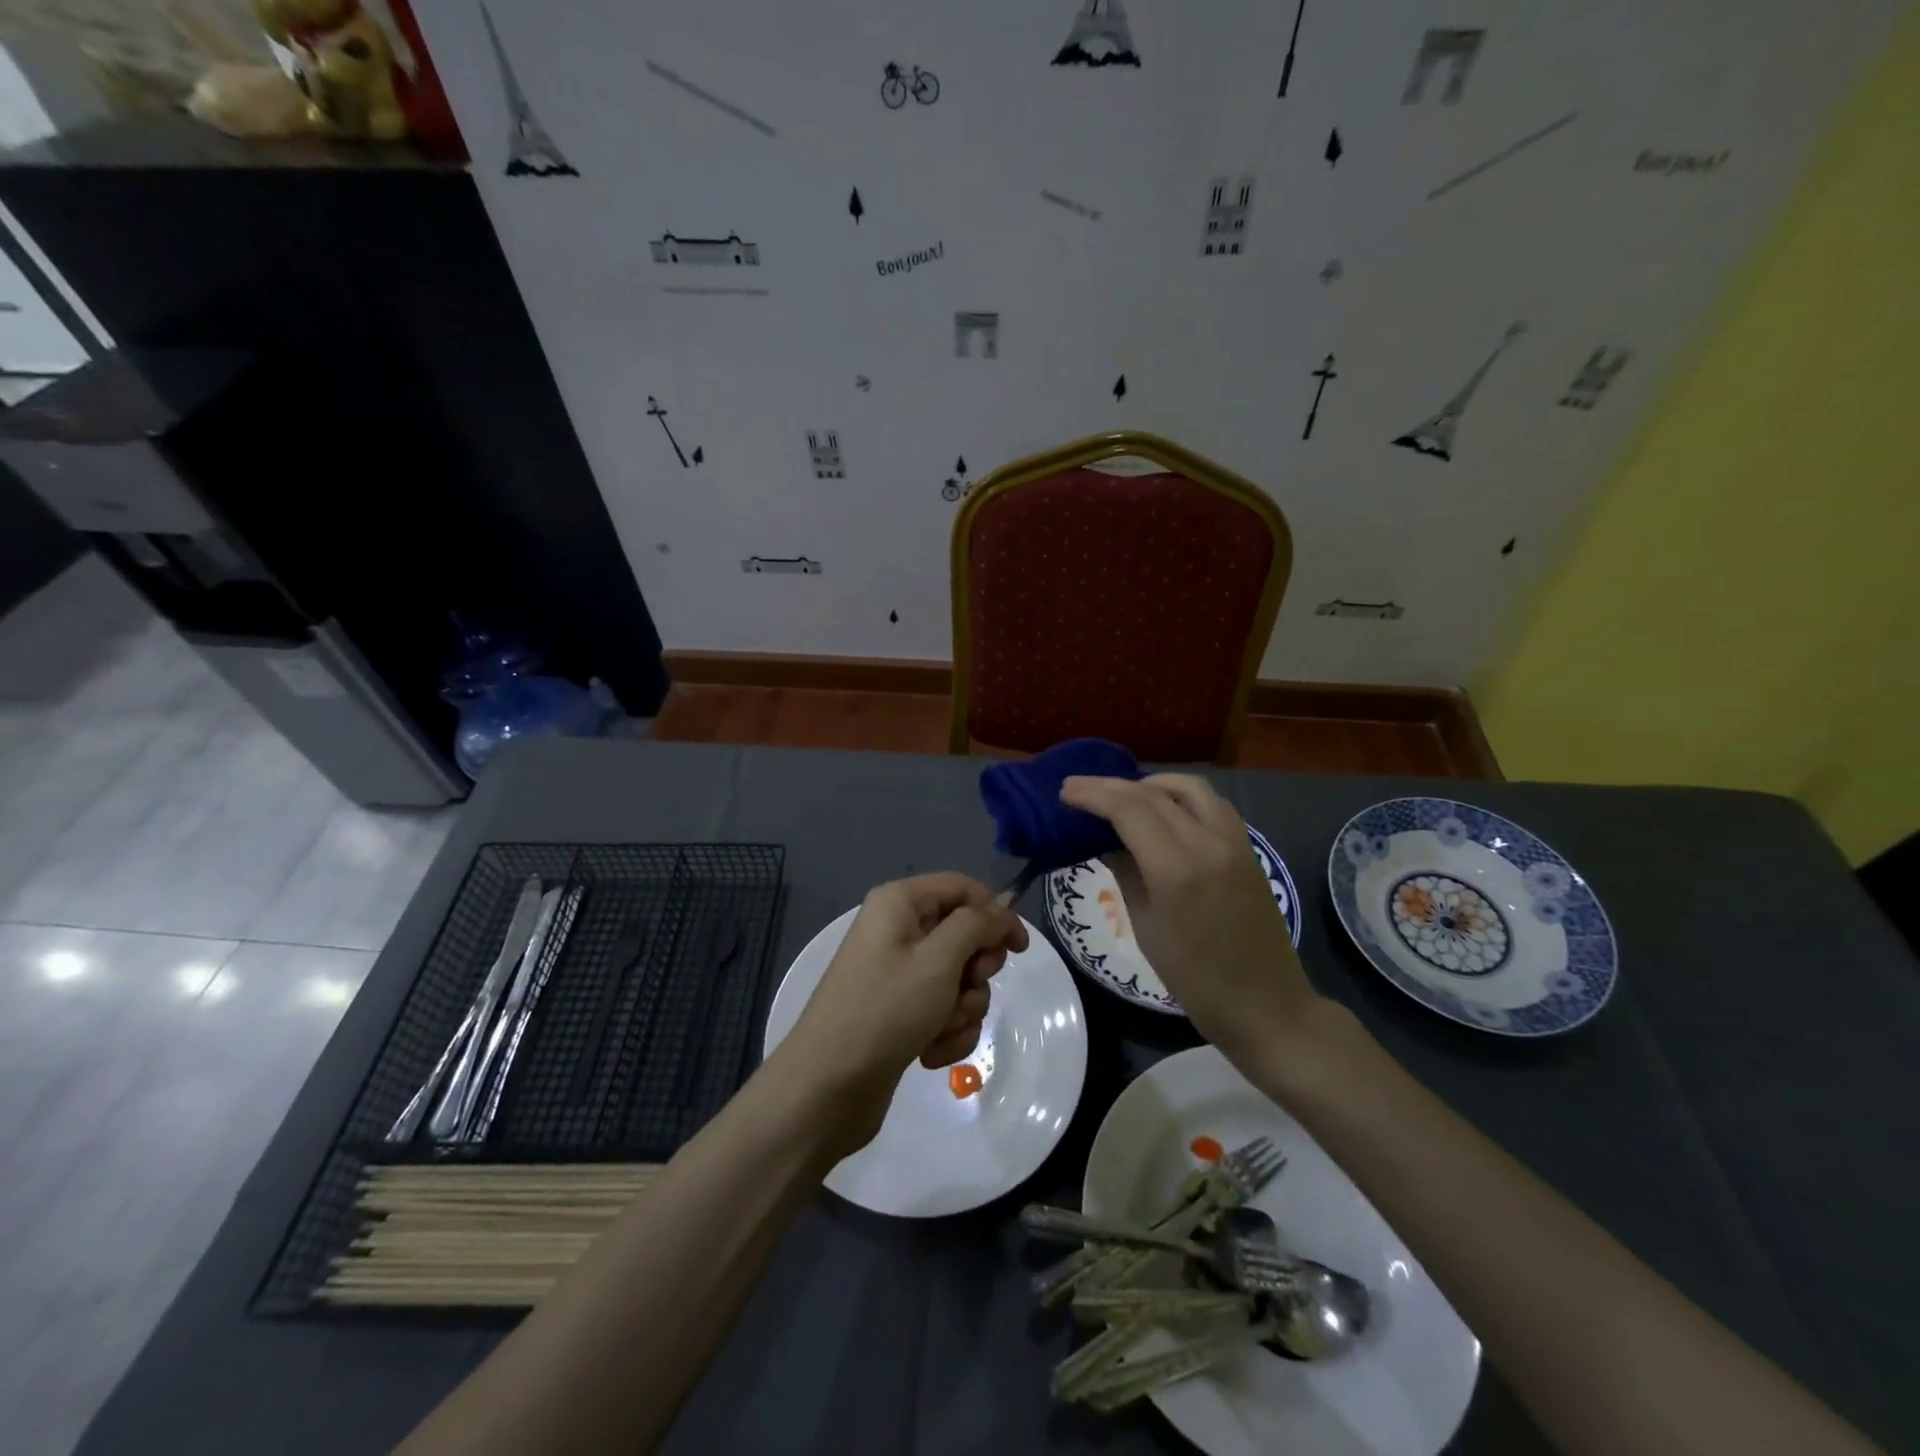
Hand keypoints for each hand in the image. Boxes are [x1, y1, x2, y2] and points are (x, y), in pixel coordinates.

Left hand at [780, 873, 1027, 1153]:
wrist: (826, 1088)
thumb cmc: (884, 1011)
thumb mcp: (938, 960)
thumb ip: (977, 926)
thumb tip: (1002, 906)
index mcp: (900, 903)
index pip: (962, 888)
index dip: (995, 913)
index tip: (1019, 949)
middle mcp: (898, 930)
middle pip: (964, 935)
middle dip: (975, 971)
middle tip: (966, 989)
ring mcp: (898, 974)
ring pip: (959, 979)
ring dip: (962, 1009)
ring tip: (940, 1031)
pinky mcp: (900, 1013)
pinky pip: (943, 1010)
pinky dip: (946, 1032)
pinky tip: (929, 1054)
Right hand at [1059, 774, 1320, 1065]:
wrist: (1266, 1004)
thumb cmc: (1195, 979)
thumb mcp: (1146, 926)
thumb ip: (1125, 872)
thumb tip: (1104, 839)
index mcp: (1176, 869)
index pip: (1129, 809)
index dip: (1093, 795)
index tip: (1064, 791)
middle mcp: (1208, 842)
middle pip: (1153, 794)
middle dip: (1111, 786)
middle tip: (1078, 787)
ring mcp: (1234, 841)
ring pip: (1188, 788)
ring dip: (1150, 784)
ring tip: (1122, 795)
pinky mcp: (1248, 847)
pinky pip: (1211, 803)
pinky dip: (1179, 796)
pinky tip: (1162, 808)